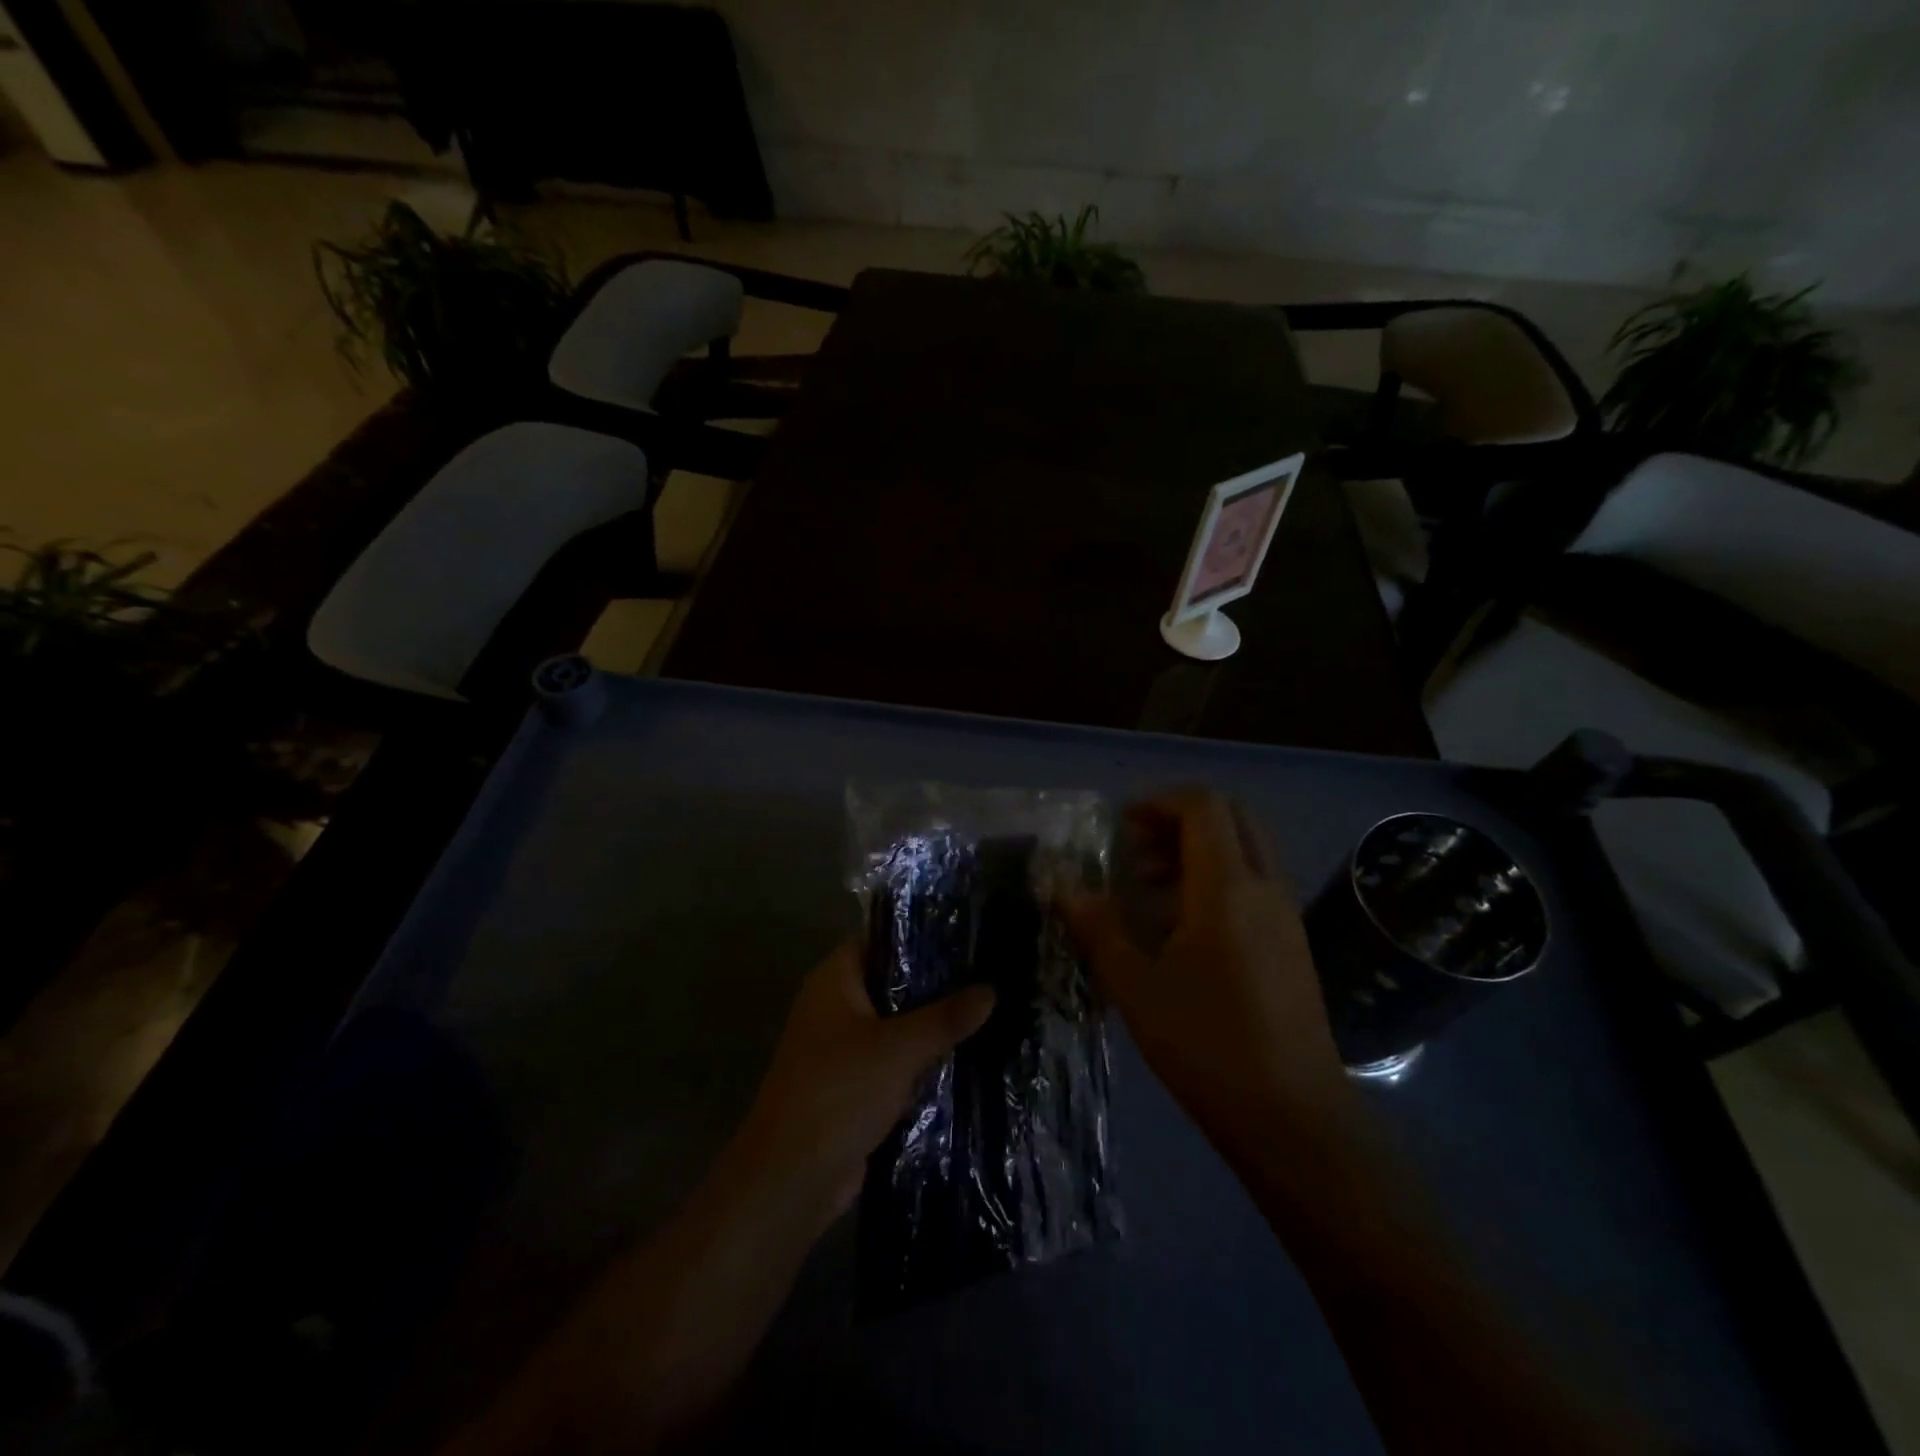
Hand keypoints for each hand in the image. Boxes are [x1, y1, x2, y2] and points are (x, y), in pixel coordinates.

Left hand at [733, 940, 995, 1223]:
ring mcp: (843, 1047)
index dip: (923, 935)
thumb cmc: (839, 1092)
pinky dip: (922, 1061)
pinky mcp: (854, 1086)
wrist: (791, 1179)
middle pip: (894, 983)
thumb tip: (992, 989)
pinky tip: (967, 1057)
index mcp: (835, 980)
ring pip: (897, 1025)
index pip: (883, 939)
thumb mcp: (900, 1049)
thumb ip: (947, 1017)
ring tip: (990, 1011)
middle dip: (937, 985)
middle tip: (990, 974)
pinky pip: (895, 1061)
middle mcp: (836, 1005)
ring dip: (933, 1026)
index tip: (969, 935)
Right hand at [1065, 790, 1353, 1153]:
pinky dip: (1218, 878)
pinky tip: (1184, 927)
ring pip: (1246, 848)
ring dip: (1198, 849)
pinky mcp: (1293, 942)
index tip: (1121, 826)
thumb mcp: (1136, 986)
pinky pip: (1256, 881)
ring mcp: (1285, 913)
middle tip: (1136, 851)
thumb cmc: (1206, 1044)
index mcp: (1227, 886)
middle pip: (1231, 815)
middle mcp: (1264, 886)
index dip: (1158, 801)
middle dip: (1179, 819)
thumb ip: (1098, 928)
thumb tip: (1063, 888)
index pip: (1202, 805)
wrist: (1293, 1116)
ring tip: (1150, 889)